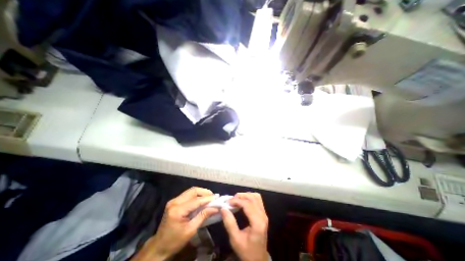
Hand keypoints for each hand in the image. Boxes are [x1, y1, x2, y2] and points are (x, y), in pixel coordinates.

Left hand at [130, 188, 218, 260]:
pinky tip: (202, 199)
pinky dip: (197, 195)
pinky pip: (188, 194)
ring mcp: (174, 200)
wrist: (159, 246)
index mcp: (177, 210)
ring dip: (201, 192)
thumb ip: (203, 216)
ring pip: (191, 191)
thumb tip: (215, 208)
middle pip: (193, 191)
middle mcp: (175, 201)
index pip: (196, 200)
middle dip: (205, 192)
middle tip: (213, 197)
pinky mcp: (174, 201)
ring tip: (209, 197)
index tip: (217, 198)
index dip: (207, 199)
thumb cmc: (175, 241)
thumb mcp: (191, 230)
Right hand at [220, 192, 268, 260]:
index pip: (248, 205)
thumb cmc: (246, 251)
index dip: (237, 201)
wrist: (258, 259)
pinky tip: (243, 201)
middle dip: (241, 196)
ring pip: (256, 197)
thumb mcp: (235, 240)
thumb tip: (223, 208)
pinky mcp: (263, 214)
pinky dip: (250, 197)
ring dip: (246, 195)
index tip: (228, 202)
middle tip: (231, 200)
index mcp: (257, 223)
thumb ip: (229, 223)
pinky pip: (258, 200)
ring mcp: (264, 214)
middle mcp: (263, 216)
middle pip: (252, 198)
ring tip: (236, 199)